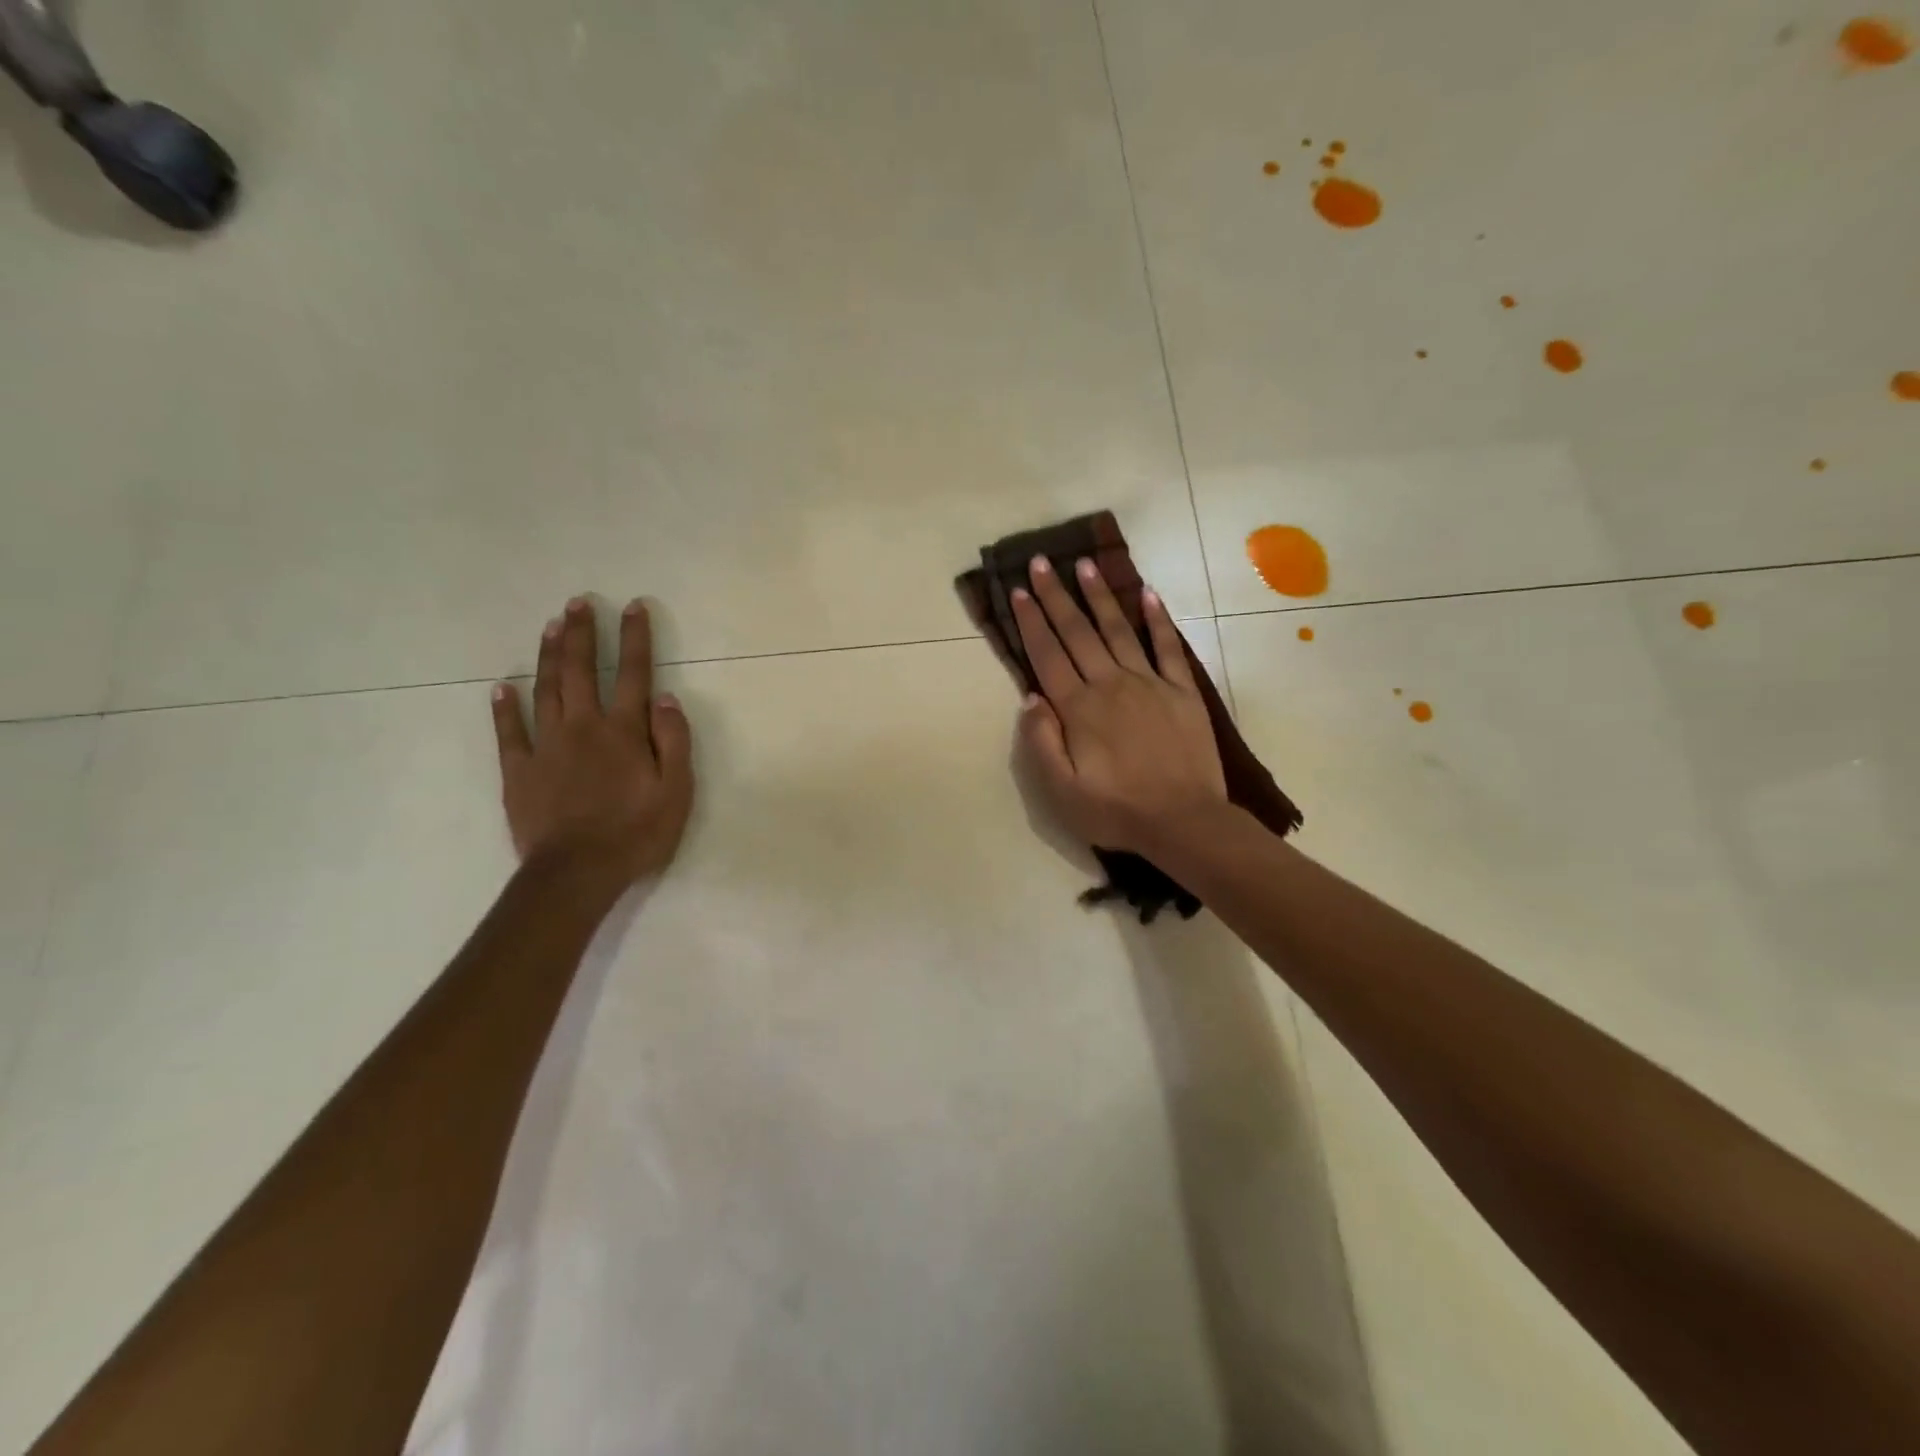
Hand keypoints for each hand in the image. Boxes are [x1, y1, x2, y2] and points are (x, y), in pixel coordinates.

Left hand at [491, 596, 694, 891]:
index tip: (633, 607)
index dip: (635, 639)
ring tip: (551, 626)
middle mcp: (583, 727)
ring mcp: (546, 747)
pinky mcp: (519, 771)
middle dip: (582, 634)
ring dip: (549, 656)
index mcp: (624, 732)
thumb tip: (666, 697)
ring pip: (546, 690)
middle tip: (578, 603)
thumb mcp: (676, 791)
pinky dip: (506, 707)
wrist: (578, 872)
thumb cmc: (637, 833)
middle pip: (581, 671)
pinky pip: (509, 732)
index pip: (633, 674)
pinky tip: (503, 686)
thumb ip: (673, 741)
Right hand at [1011, 556, 1226, 854]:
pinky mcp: (1182, 691)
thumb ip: (1041, 742)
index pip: (1047, 655)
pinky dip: (1158, 620)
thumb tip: (1030, 698)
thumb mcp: (1061, 792)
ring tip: (1085, 564)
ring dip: (1099, 596)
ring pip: (1118, 630)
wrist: (1185, 822)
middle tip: (1041, 562)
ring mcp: (1149, 684)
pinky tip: (1148, 594)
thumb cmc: (1116, 812)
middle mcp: (1110, 685)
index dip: (1030, 621)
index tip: (1018, 590)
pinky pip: (1168, 648)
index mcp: (1079, 709)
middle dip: (1056, 596)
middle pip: (1077, 633)